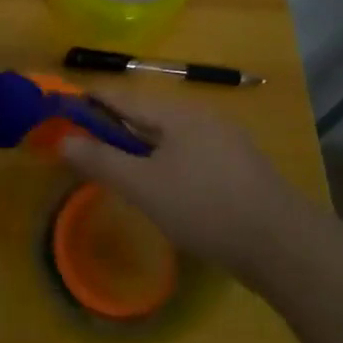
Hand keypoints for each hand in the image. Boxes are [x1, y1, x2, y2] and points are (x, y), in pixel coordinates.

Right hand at [58, 88, 307, 277]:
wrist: (282, 246)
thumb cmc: (203, 207)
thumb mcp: (142, 185)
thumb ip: (99, 160)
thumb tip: (61, 139)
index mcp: (178, 114)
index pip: (122, 97)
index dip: (89, 101)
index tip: (60, 108)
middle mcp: (203, 118)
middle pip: (146, 115)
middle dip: (112, 127)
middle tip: (82, 145)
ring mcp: (226, 142)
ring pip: (168, 137)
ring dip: (137, 147)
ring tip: (115, 167)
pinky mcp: (239, 168)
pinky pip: (188, 155)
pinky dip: (163, 162)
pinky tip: (159, 186)